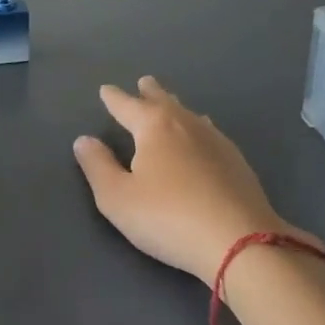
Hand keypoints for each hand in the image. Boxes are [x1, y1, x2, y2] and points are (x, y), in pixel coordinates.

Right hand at [74, 76, 318, 284]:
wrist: (240, 241)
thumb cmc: (168, 218)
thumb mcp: (117, 198)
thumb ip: (98, 166)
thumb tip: (85, 140)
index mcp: (154, 127)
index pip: (127, 106)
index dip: (114, 99)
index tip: (105, 90)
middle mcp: (186, 124)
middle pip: (164, 101)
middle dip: (150, 92)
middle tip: (144, 82)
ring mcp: (216, 141)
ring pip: (190, 115)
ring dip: (176, 107)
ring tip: (172, 104)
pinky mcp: (237, 162)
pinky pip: (210, 133)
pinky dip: (198, 127)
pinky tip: (204, 136)